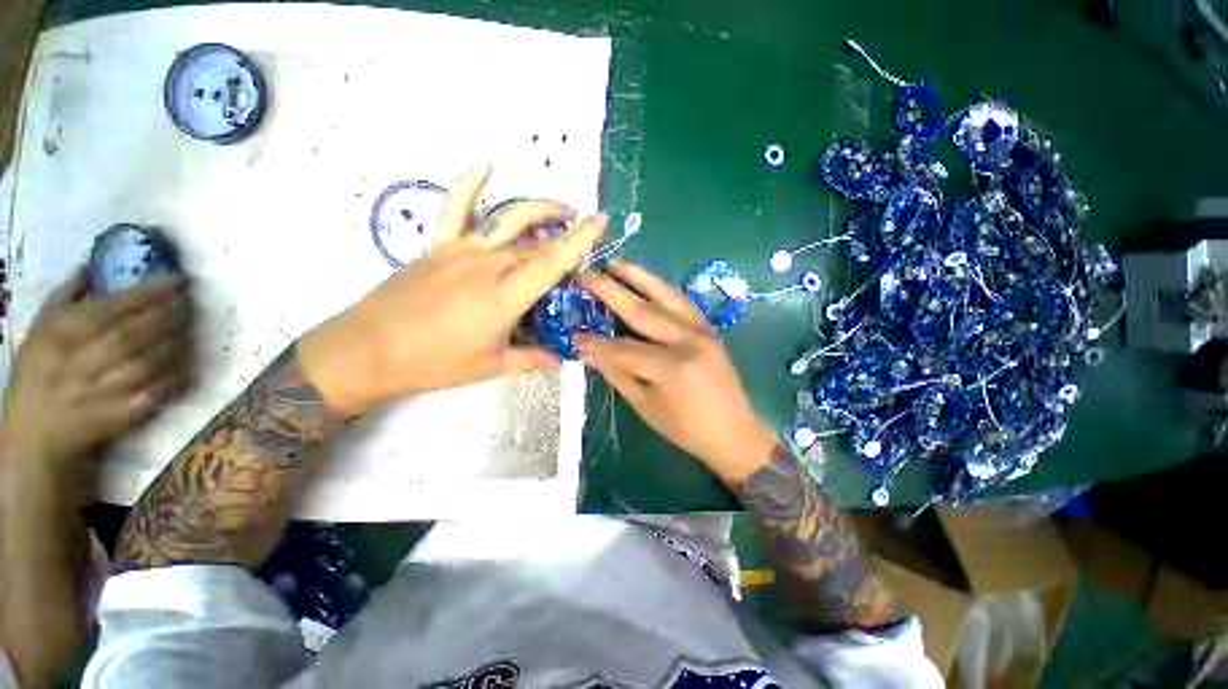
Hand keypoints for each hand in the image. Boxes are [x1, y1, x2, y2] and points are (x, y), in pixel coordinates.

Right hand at [1, 272, 192, 500]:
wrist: (38, 435)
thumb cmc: (40, 372)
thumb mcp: (42, 328)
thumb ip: (66, 295)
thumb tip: (94, 263)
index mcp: (59, 336)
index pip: (109, 309)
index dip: (146, 294)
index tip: (175, 280)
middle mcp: (78, 363)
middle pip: (131, 335)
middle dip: (166, 315)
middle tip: (190, 301)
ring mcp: (100, 393)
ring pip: (146, 363)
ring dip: (175, 342)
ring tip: (192, 326)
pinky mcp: (119, 416)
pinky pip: (155, 392)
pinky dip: (174, 375)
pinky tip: (188, 360)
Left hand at [298, 163, 606, 414]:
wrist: (369, 349)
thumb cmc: (436, 361)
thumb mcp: (494, 366)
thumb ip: (535, 358)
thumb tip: (565, 357)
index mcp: (506, 294)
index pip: (554, 261)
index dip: (581, 239)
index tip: (601, 220)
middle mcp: (489, 264)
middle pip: (537, 245)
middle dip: (565, 239)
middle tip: (582, 244)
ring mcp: (462, 249)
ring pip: (510, 220)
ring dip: (540, 210)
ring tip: (562, 209)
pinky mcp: (439, 245)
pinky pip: (456, 206)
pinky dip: (470, 182)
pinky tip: (486, 164)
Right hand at [574, 261, 776, 484]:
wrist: (734, 431)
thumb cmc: (686, 428)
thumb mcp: (646, 405)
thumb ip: (618, 373)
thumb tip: (590, 350)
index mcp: (672, 366)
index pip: (623, 348)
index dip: (596, 342)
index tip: (572, 333)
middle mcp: (688, 340)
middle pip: (642, 310)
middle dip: (610, 291)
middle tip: (585, 276)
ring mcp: (702, 329)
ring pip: (665, 294)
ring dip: (638, 276)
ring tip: (614, 263)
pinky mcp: (708, 328)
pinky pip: (681, 301)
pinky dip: (660, 287)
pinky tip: (645, 279)